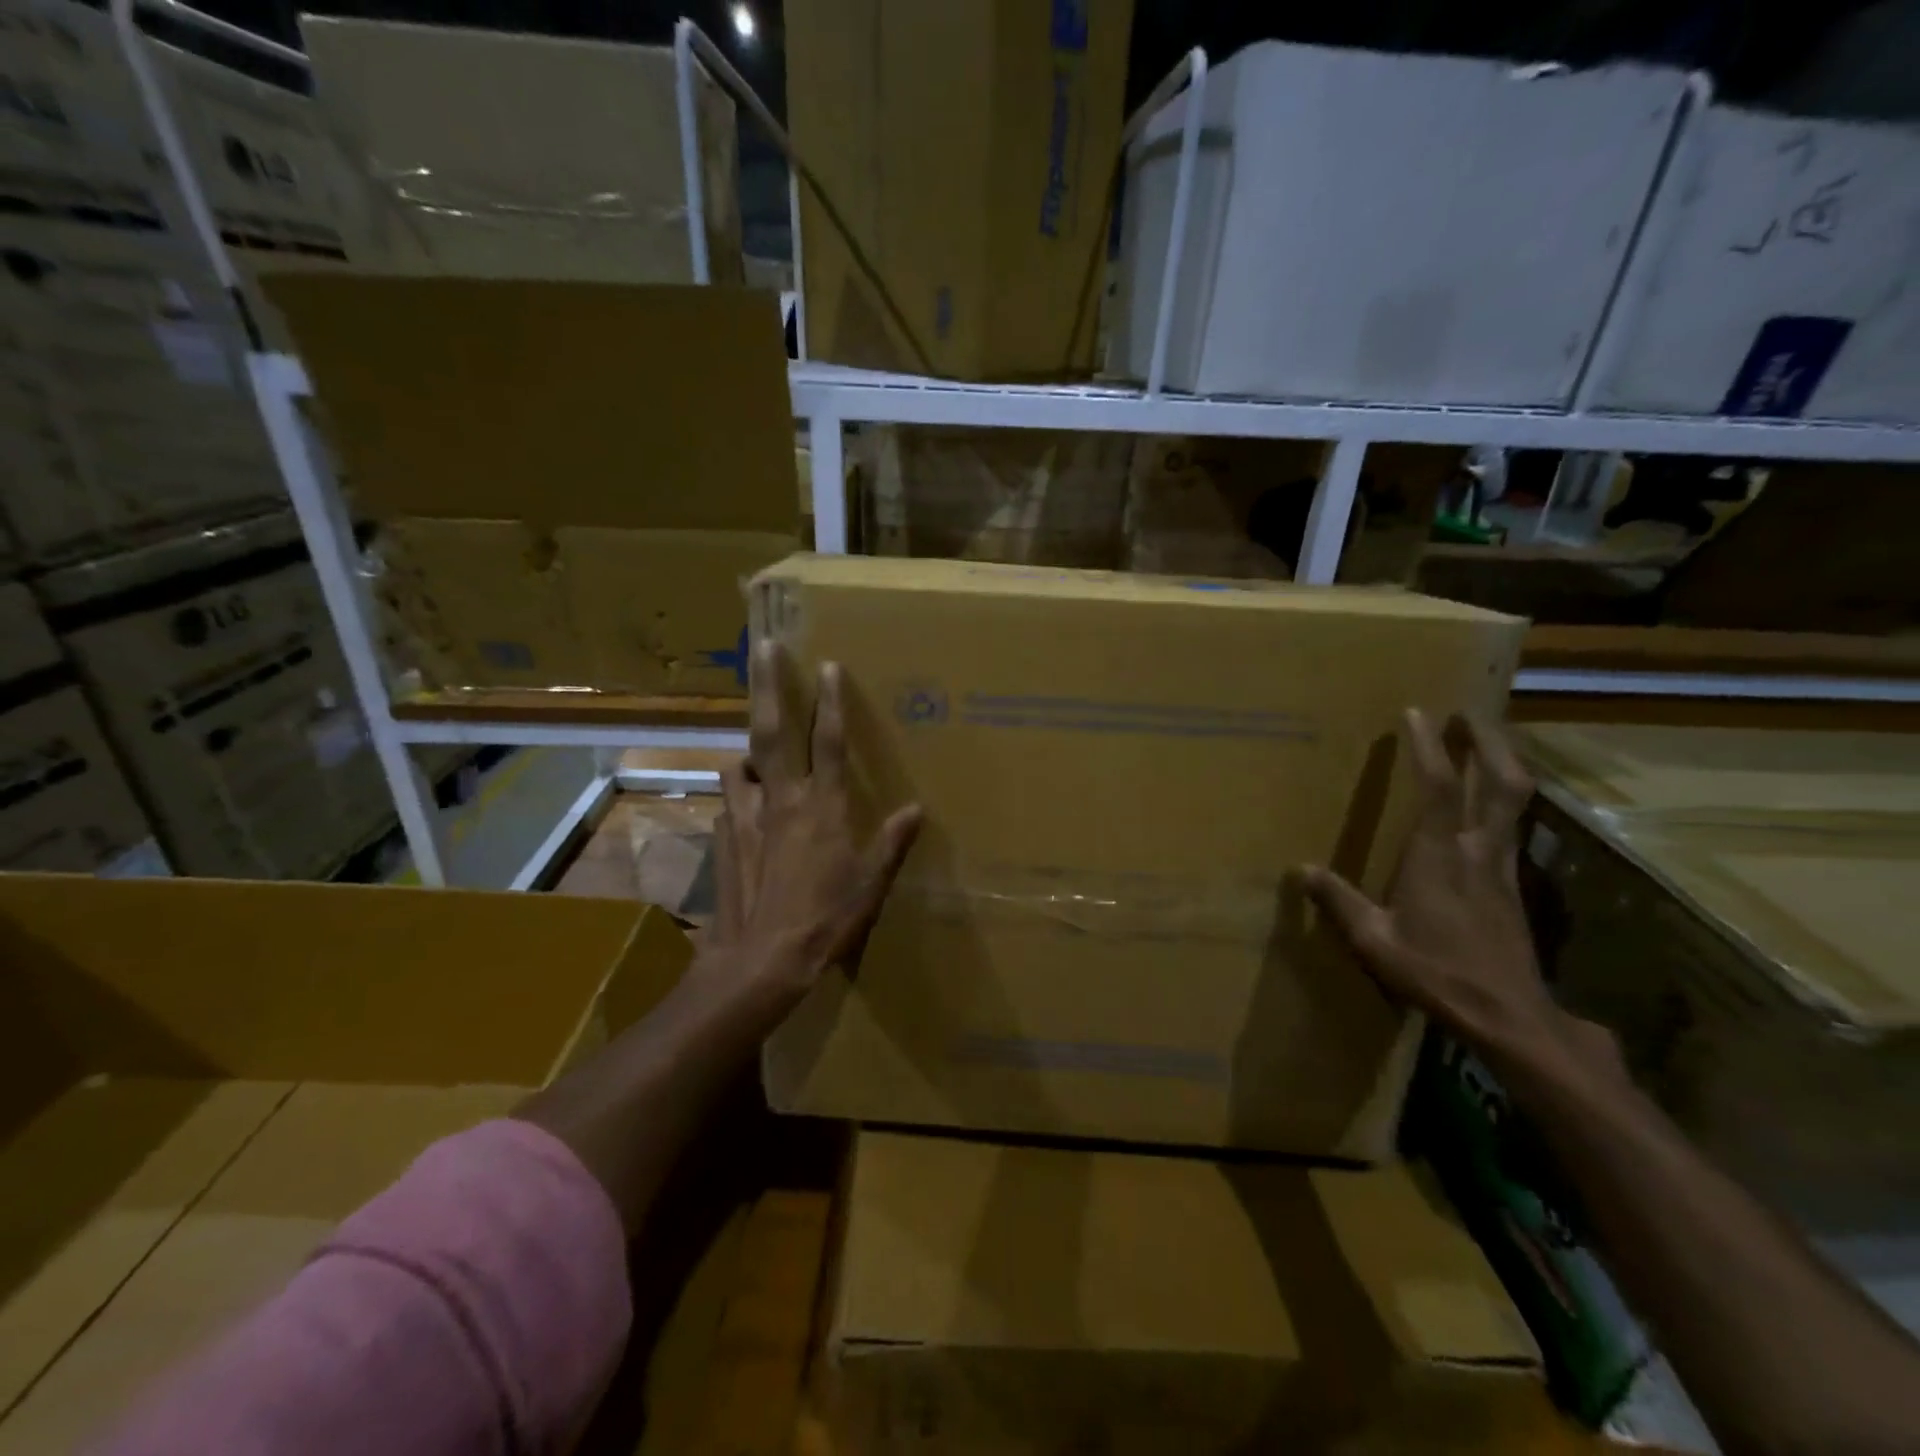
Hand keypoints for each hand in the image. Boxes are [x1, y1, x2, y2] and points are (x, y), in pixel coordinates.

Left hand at [707, 642, 922, 1011]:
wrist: (761, 960)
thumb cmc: (826, 919)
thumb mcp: (871, 883)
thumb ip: (891, 842)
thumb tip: (916, 810)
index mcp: (823, 806)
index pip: (830, 741)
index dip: (831, 701)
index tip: (827, 663)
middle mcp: (782, 800)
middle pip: (773, 731)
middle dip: (769, 685)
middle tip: (763, 647)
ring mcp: (746, 817)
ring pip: (740, 764)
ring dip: (748, 750)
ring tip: (755, 750)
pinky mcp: (723, 838)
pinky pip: (730, 804)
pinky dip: (739, 797)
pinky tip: (745, 812)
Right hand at [1302, 709, 1563, 1056]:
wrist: (1510, 1015)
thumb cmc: (1437, 972)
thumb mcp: (1374, 940)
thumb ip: (1339, 901)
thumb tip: (1300, 870)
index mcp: (1439, 856)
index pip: (1440, 787)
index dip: (1430, 746)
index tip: (1418, 712)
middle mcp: (1478, 850)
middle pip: (1501, 781)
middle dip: (1490, 741)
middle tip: (1469, 712)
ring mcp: (1503, 865)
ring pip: (1515, 800)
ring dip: (1503, 762)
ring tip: (1484, 741)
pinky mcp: (1514, 884)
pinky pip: (1512, 824)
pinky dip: (1502, 798)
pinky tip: (1487, 802)